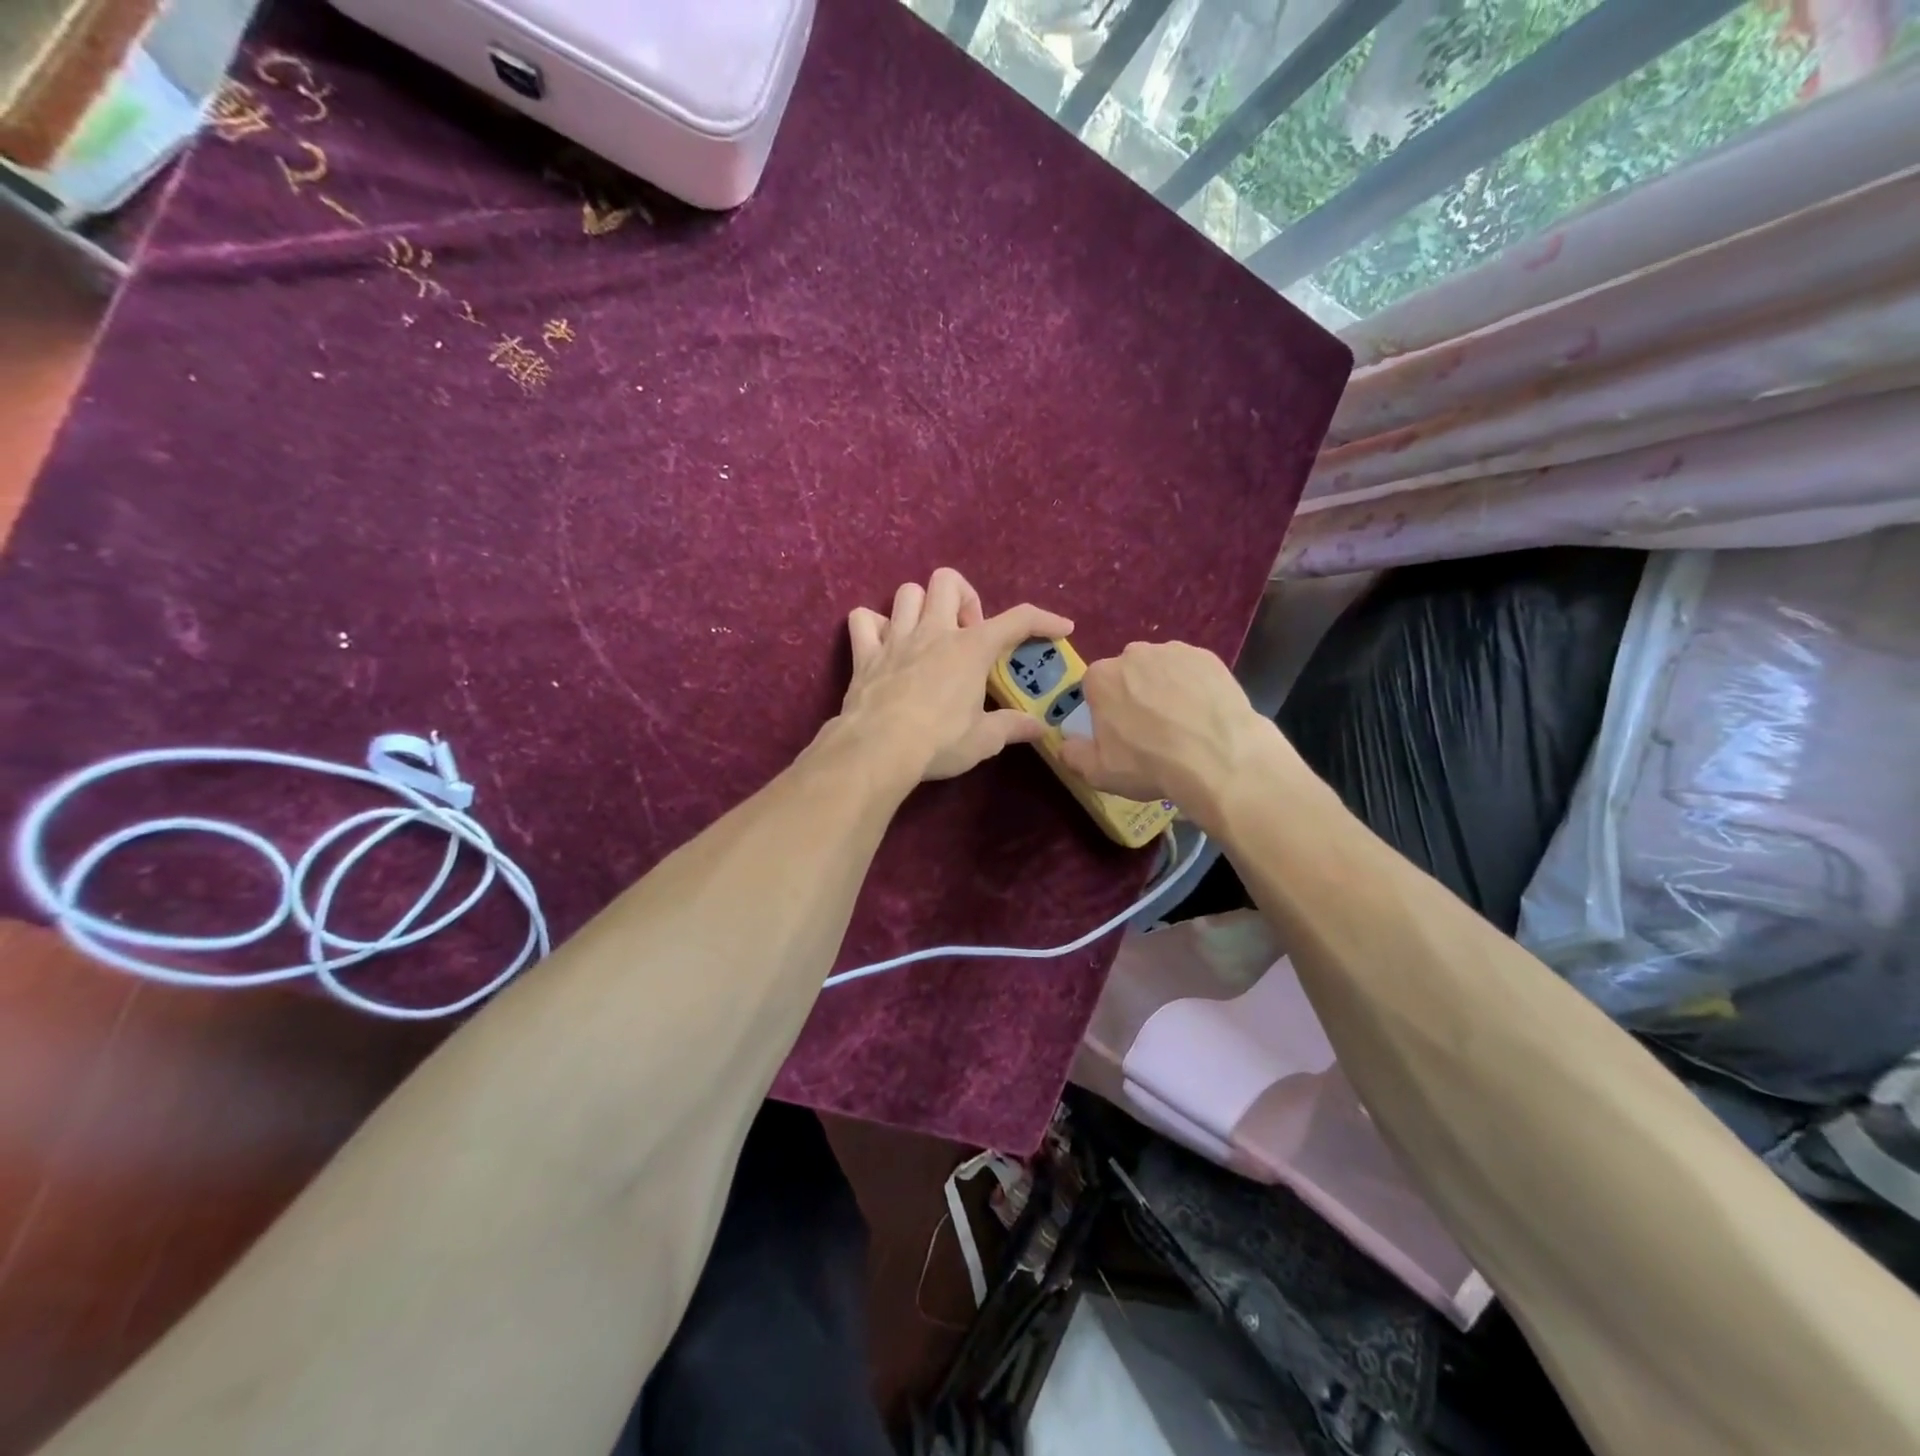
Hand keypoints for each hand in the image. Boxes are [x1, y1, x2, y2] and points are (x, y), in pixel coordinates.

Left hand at [834, 568, 1073, 782]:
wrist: (878, 750)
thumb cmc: (938, 742)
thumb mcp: (983, 740)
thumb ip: (1012, 727)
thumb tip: (1040, 727)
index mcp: (970, 649)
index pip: (1017, 620)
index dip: (1044, 619)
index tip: (1061, 628)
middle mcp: (934, 632)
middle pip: (948, 581)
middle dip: (964, 598)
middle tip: (968, 634)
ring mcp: (896, 639)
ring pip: (906, 592)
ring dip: (921, 607)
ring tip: (928, 635)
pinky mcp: (865, 654)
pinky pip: (863, 619)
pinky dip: (874, 625)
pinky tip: (884, 644)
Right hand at [1056, 641, 1277, 824]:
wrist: (1218, 758)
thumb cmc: (1150, 764)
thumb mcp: (1100, 772)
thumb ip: (1074, 755)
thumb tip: (1065, 744)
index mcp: (1101, 677)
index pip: (1095, 687)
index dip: (1105, 709)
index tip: (1119, 732)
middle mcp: (1134, 654)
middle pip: (1128, 673)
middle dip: (1134, 694)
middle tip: (1151, 729)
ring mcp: (1173, 652)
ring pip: (1161, 669)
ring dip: (1165, 688)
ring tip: (1182, 722)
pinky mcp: (1208, 657)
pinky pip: (1192, 670)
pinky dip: (1194, 686)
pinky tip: (1204, 713)